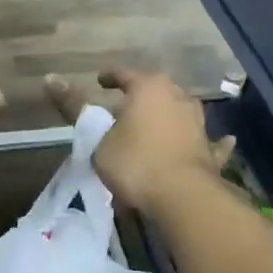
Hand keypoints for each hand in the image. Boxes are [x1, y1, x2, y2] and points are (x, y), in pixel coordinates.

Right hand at [45, 69, 233, 212]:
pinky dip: (213, 141)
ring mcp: (198, 122)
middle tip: (125, 106)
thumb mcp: (97, 139)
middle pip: (156, 88)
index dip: (111, 77)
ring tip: (159, 120)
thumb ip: (75, 109)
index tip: (100, 81)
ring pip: (183, 109)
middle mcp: (177, 97)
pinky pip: (211, 140)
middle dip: (142, 95)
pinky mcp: (209, 149)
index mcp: (148, 88)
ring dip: (172, 112)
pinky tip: (224, 140)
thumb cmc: (136, 163)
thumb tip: (49, 77)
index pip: (125, 74)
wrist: (184, 198)